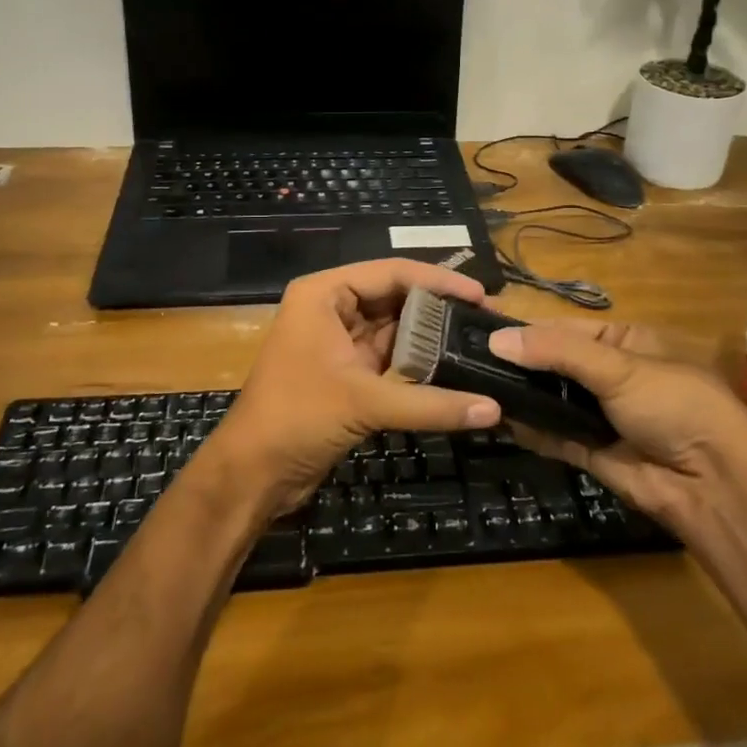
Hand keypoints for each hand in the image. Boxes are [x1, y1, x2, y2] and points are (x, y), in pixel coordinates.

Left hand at [208, 259, 503, 514]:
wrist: (252, 473)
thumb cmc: (297, 417)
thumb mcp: (364, 402)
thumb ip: (430, 403)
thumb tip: (494, 409)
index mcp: (324, 294)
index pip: (390, 272)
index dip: (438, 280)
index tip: (481, 294)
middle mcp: (331, 308)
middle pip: (394, 296)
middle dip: (438, 307)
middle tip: (485, 317)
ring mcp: (338, 341)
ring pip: (394, 328)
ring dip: (430, 336)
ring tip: (477, 339)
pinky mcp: (346, 372)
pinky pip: (389, 357)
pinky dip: (417, 363)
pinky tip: (452, 368)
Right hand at [486, 318, 746, 523]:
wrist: (716, 484)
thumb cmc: (674, 404)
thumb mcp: (618, 366)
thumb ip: (557, 352)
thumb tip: (496, 339)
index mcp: (624, 341)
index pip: (564, 327)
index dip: (526, 328)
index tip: (480, 328)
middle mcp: (610, 374)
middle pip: (554, 363)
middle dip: (517, 363)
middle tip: (467, 360)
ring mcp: (602, 415)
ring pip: (552, 399)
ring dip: (520, 395)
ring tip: (472, 386)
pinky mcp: (594, 452)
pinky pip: (555, 436)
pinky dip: (530, 429)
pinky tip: (497, 419)